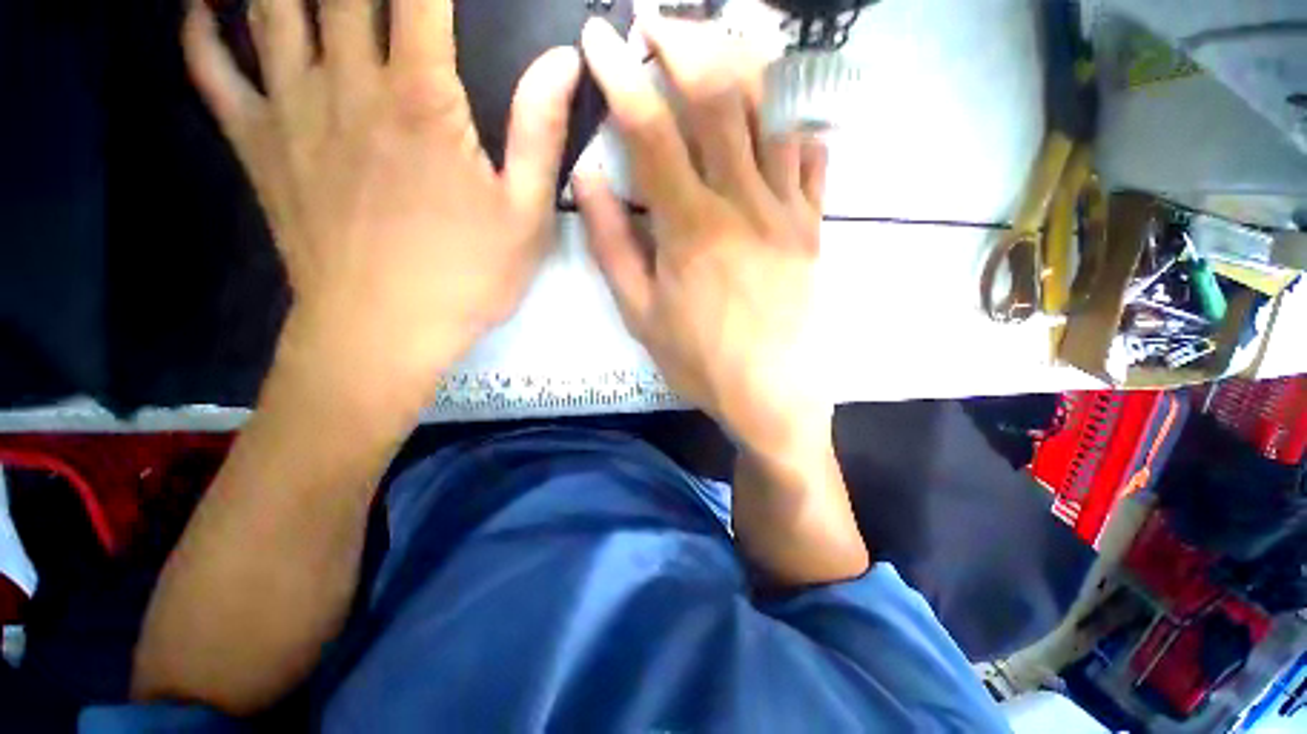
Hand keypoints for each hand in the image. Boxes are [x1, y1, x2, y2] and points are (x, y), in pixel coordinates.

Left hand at [183, 0, 580, 406]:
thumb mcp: (525, 216)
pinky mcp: (258, 147)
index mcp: (421, 100)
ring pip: (268, 6)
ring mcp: (290, 111)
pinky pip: (213, 71)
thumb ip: (539, 132)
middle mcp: (347, 83)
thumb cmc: (467, 278)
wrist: (383, 334)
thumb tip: (562, 59)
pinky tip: (202, 5)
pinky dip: (200, 29)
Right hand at [575, 18, 830, 455]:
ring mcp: (787, 211)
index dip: (621, 75)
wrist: (770, 394)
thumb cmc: (699, 361)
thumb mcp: (640, 314)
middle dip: (684, 43)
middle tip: (658, 21)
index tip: (599, 38)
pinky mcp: (813, 227)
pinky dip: (795, 123)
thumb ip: (612, 245)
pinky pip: (812, 157)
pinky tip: (778, 114)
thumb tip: (590, 177)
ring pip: (772, 113)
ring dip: (742, 64)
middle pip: (718, 97)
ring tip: (717, 41)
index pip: (651, 130)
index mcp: (691, 228)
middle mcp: (743, 203)